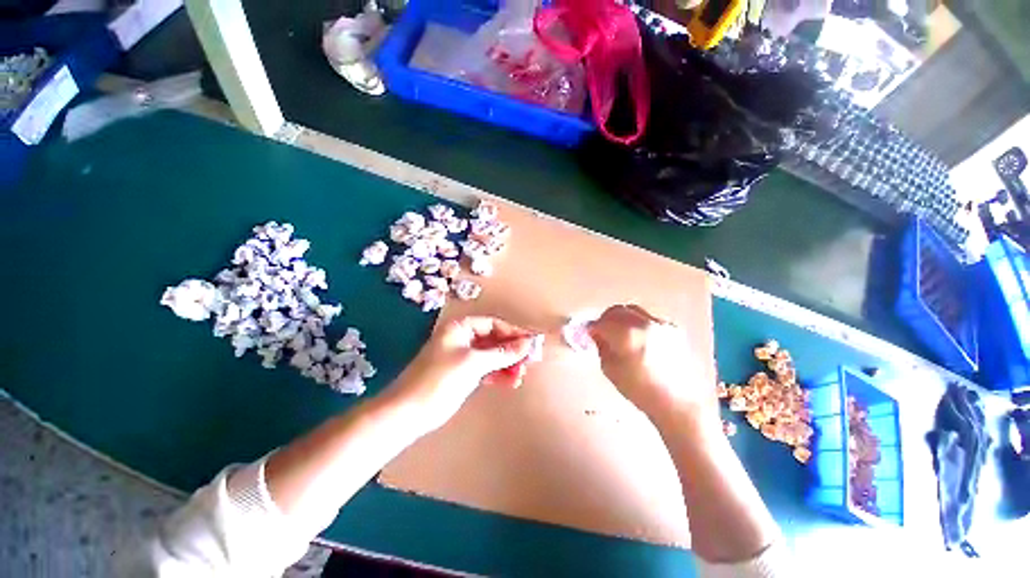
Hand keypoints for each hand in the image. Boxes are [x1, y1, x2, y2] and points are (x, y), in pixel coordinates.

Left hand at [386, 316, 536, 432]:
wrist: (409, 412)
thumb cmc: (440, 379)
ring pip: (491, 356)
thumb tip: (527, 343)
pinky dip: (498, 374)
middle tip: (529, 361)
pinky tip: (510, 382)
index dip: (513, 333)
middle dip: (511, 351)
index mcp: (460, 328)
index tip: (530, 343)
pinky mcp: (463, 374)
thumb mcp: (474, 362)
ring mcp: (463, 357)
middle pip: (494, 340)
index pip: (493, 324)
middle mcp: (462, 338)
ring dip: (507, 364)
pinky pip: (486, 369)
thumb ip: (502, 353)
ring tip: (521, 375)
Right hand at [588, 305, 717, 422]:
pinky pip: (648, 318)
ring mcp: (661, 324)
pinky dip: (638, 323)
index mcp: (627, 335)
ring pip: (633, 311)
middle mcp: (644, 323)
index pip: (601, 323)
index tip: (587, 333)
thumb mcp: (610, 370)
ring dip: (622, 318)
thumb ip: (601, 346)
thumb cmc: (640, 390)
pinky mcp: (673, 328)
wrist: (679, 402)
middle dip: (605, 319)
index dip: (591, 327)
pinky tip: (638, 339)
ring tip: (619, 333)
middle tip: (601, 331)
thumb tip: (596, 334)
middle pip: (617, 310)